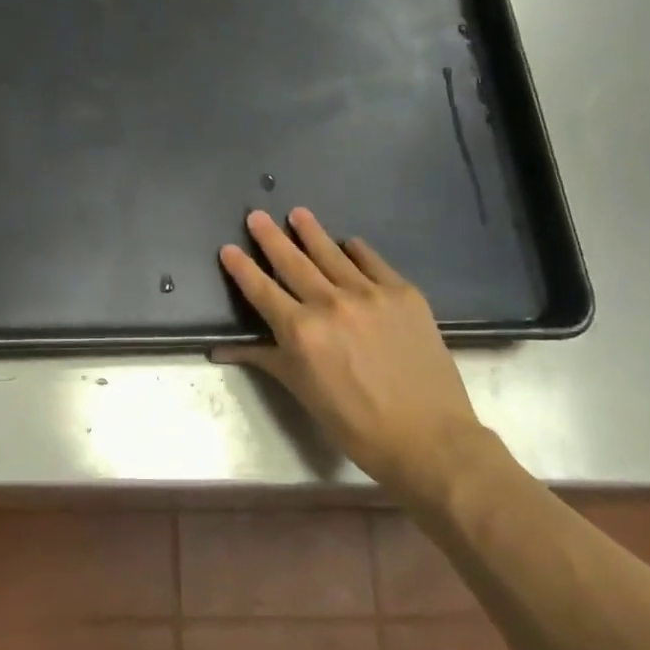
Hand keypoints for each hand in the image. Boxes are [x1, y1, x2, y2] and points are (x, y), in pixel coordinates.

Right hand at [214, 207, 490, 490]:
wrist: (427, 436)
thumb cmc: (355, 423)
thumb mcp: (302, 391)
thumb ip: (265, 358)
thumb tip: (221, 349)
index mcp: (300, 331)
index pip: (262, 290)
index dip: (242, 267)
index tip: (228, 248)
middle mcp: (330, 303)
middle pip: (293, 262)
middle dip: (271, 237)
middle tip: (257, 215)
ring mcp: (370, 294)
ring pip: (332, 254)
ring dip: (311, 232)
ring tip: (298, 213)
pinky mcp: (403, 293)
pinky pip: (373, 262)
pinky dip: (357, 251)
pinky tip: (349, 244)